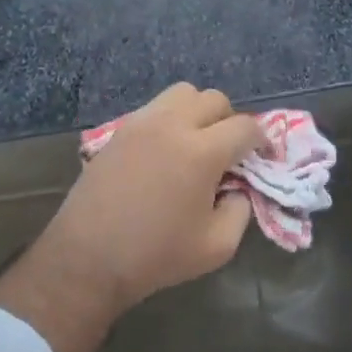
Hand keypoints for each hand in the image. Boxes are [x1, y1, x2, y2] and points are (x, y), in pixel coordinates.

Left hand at [0, 84, 261, 351]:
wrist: (87, 258)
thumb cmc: (155, 256)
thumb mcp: (216, 247)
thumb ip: (240, 210)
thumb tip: (238, 188)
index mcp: (202, 152)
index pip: (245, 126)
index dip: (262, 140)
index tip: (263, 157)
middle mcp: (174, 124)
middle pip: (215, 100)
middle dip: (230, 121)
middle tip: (228, 151)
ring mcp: (143, 122)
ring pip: (183, 93)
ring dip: (199, 111)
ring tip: (197, 142)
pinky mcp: (121, 128)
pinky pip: (156, 106)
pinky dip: (171, 117)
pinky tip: (166, 149)